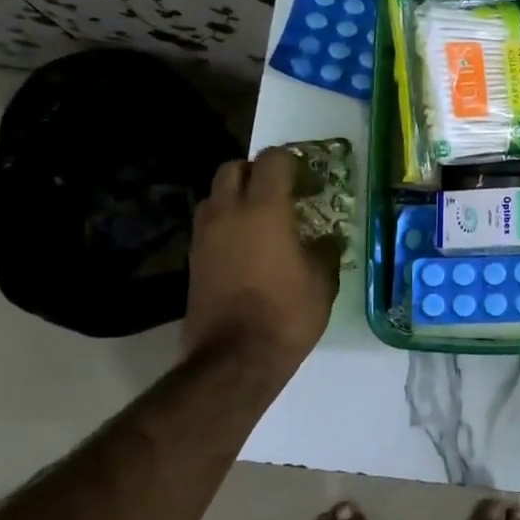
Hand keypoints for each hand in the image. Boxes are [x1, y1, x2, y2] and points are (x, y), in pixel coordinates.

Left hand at [182, 148, 337, 372]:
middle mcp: (228, 213)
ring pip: (214, 195)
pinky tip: (245, 249)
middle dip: (256, 173)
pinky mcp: (193, 260)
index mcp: (264, 209)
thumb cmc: (286, 315)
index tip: (309, 183)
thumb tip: (326, 240)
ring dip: (235, 197)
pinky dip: (225, 225)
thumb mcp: (322, 282)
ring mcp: (204, 236)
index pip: (272, 161)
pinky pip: (208, 225)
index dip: (292, 164)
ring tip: (259, 221)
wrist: (234, 359)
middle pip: (234, 169)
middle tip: (280, 194)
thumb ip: (325, 252)